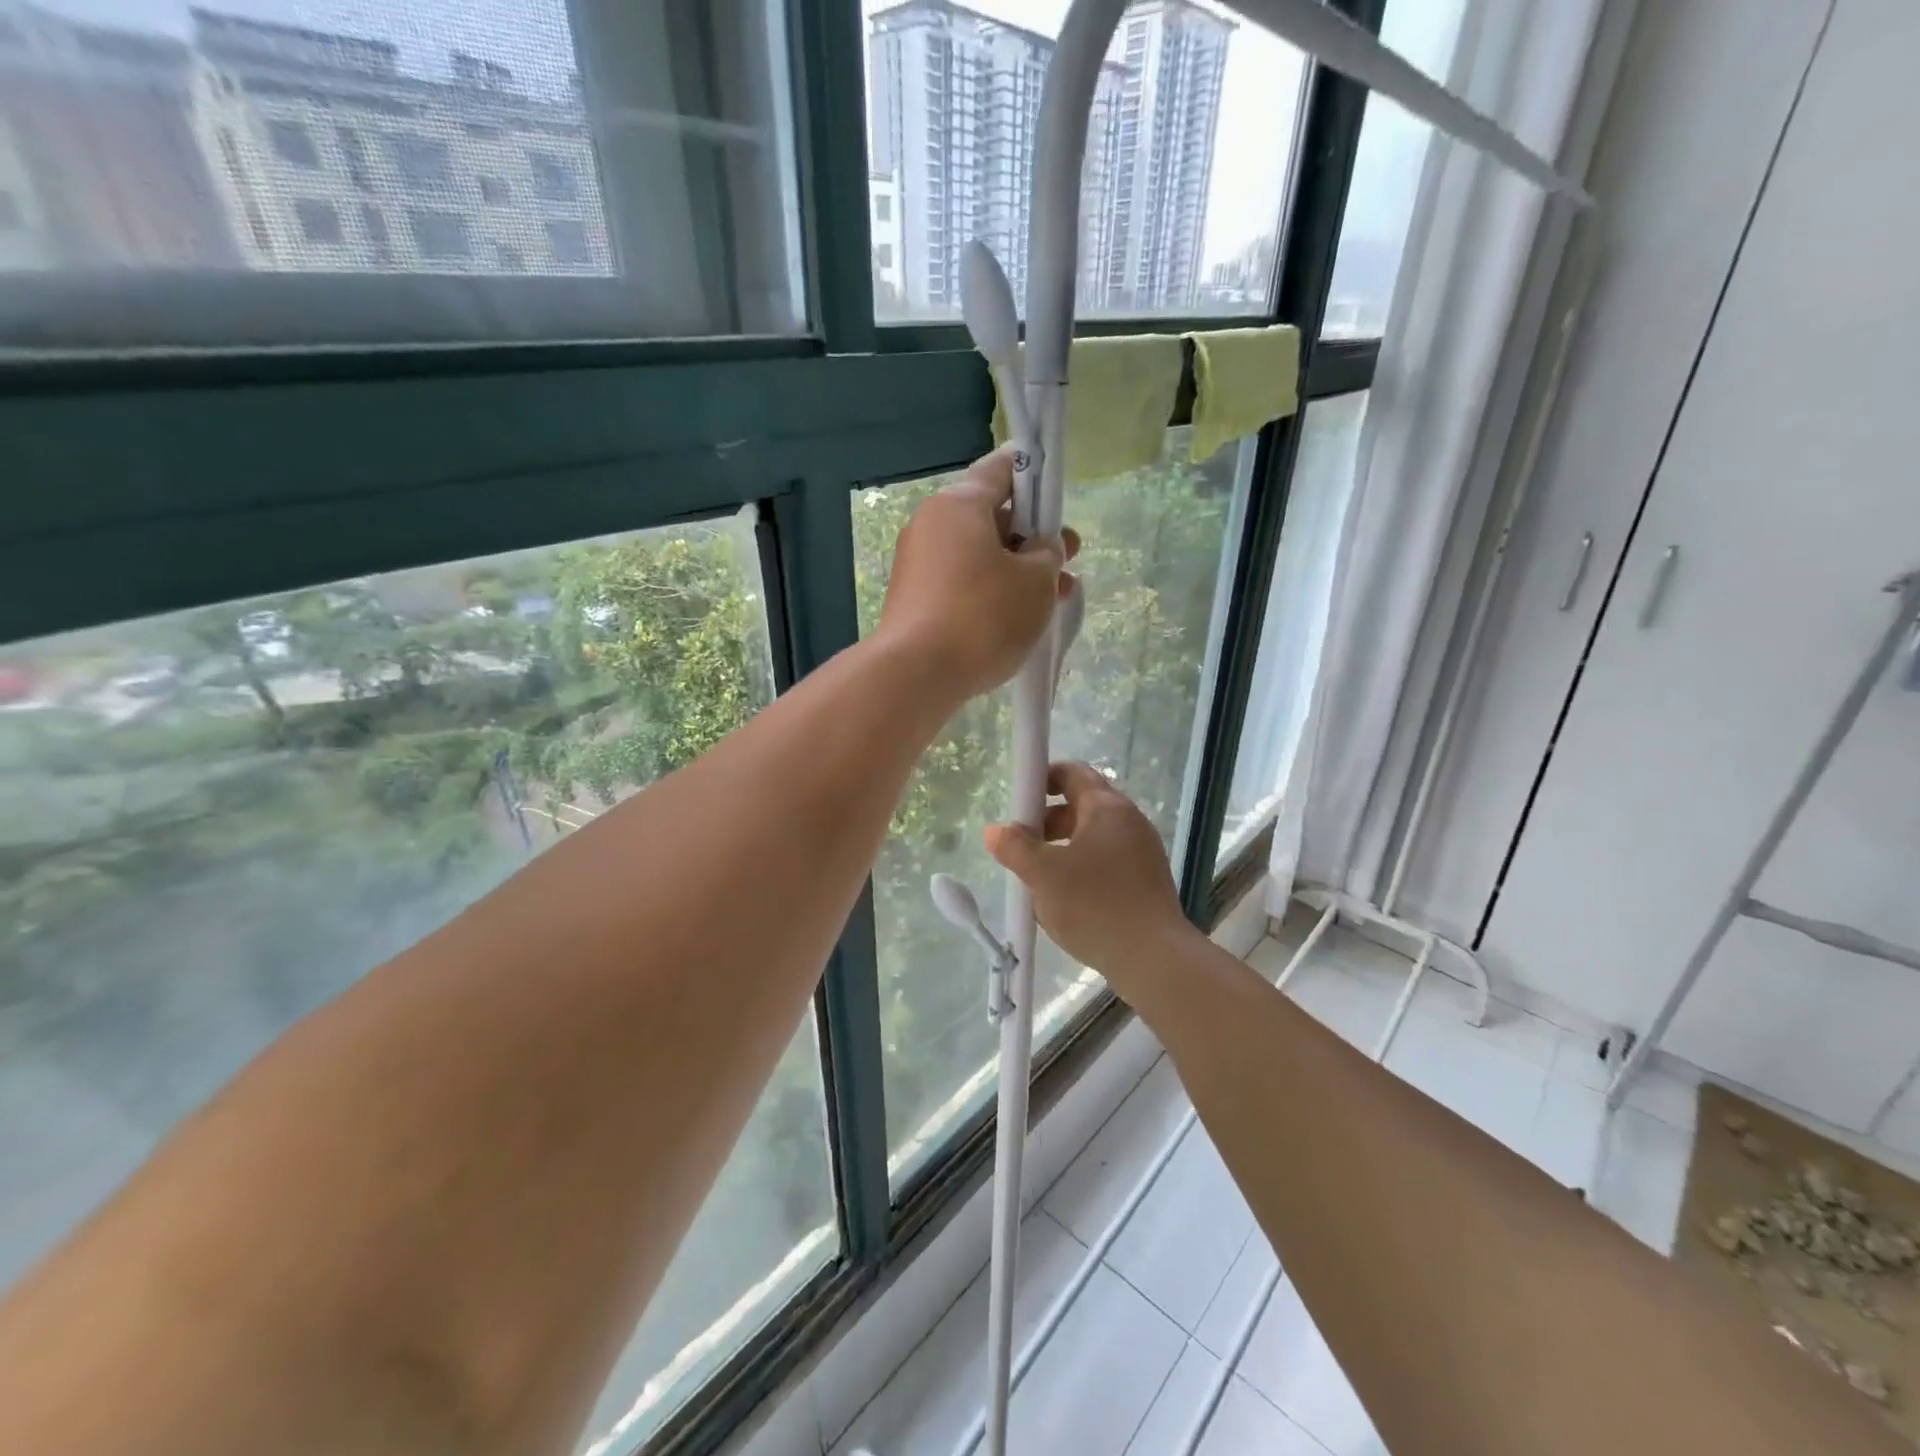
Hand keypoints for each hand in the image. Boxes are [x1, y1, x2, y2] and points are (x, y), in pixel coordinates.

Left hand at [877, 448, 1078, 699]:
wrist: (916, 675)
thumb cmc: (983, 616)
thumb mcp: (1036, 581)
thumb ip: (1048, 554)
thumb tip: (1039, 549)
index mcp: (959, 505)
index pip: (1002, 470)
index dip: (1036, 479)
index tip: (1058, 497)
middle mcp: (932, 525)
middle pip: (991, 517)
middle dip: (1033, 538)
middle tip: (1069, 560)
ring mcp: (919, 564)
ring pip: (979, 555)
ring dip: (1018, 571)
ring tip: (1055, 597)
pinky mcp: (915, 599)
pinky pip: (962, 583)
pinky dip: (992, 592)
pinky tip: (1018, 618)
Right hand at [985, 762, 1198, 1003]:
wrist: (1153, 959)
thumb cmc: (1094, 905)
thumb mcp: (1043, 874)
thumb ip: (1015, 848)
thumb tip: (995, 831)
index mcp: (1108, 808)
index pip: (1073, 773)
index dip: (1042, 778)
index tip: (1018, 801)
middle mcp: (1129, 822)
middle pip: (1081, 806)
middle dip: (1046, 821)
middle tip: (1020, 846)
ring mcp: (1142, 853)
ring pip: (1092, 838)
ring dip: (1061, 849)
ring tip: (1037, 878)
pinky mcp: (1145, 883)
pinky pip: (1106, 864)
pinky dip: (1081, 871)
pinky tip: (1064, 901)